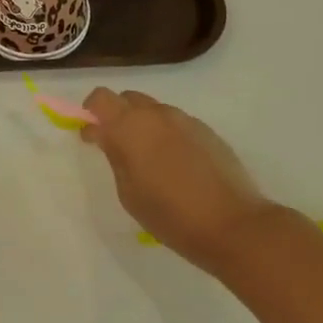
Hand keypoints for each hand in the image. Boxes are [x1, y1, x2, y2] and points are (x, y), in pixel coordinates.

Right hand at [81, 89, 271, 275]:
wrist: (232, 224)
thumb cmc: (169, 214)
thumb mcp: (128, 192)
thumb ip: (114, 155)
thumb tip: (103, 133)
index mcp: (131, 125)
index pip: (100, 98)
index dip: (91, 112)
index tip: (92, 137)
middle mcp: (158, 113)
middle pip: (128, 99)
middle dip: (117, 117)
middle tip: (118, 149)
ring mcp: (186, 120)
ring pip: (155, 112)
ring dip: (145, 127)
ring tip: (151, 163)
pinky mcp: (208, 132)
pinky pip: (177, 125)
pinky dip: (168, 136)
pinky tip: (177, 168)